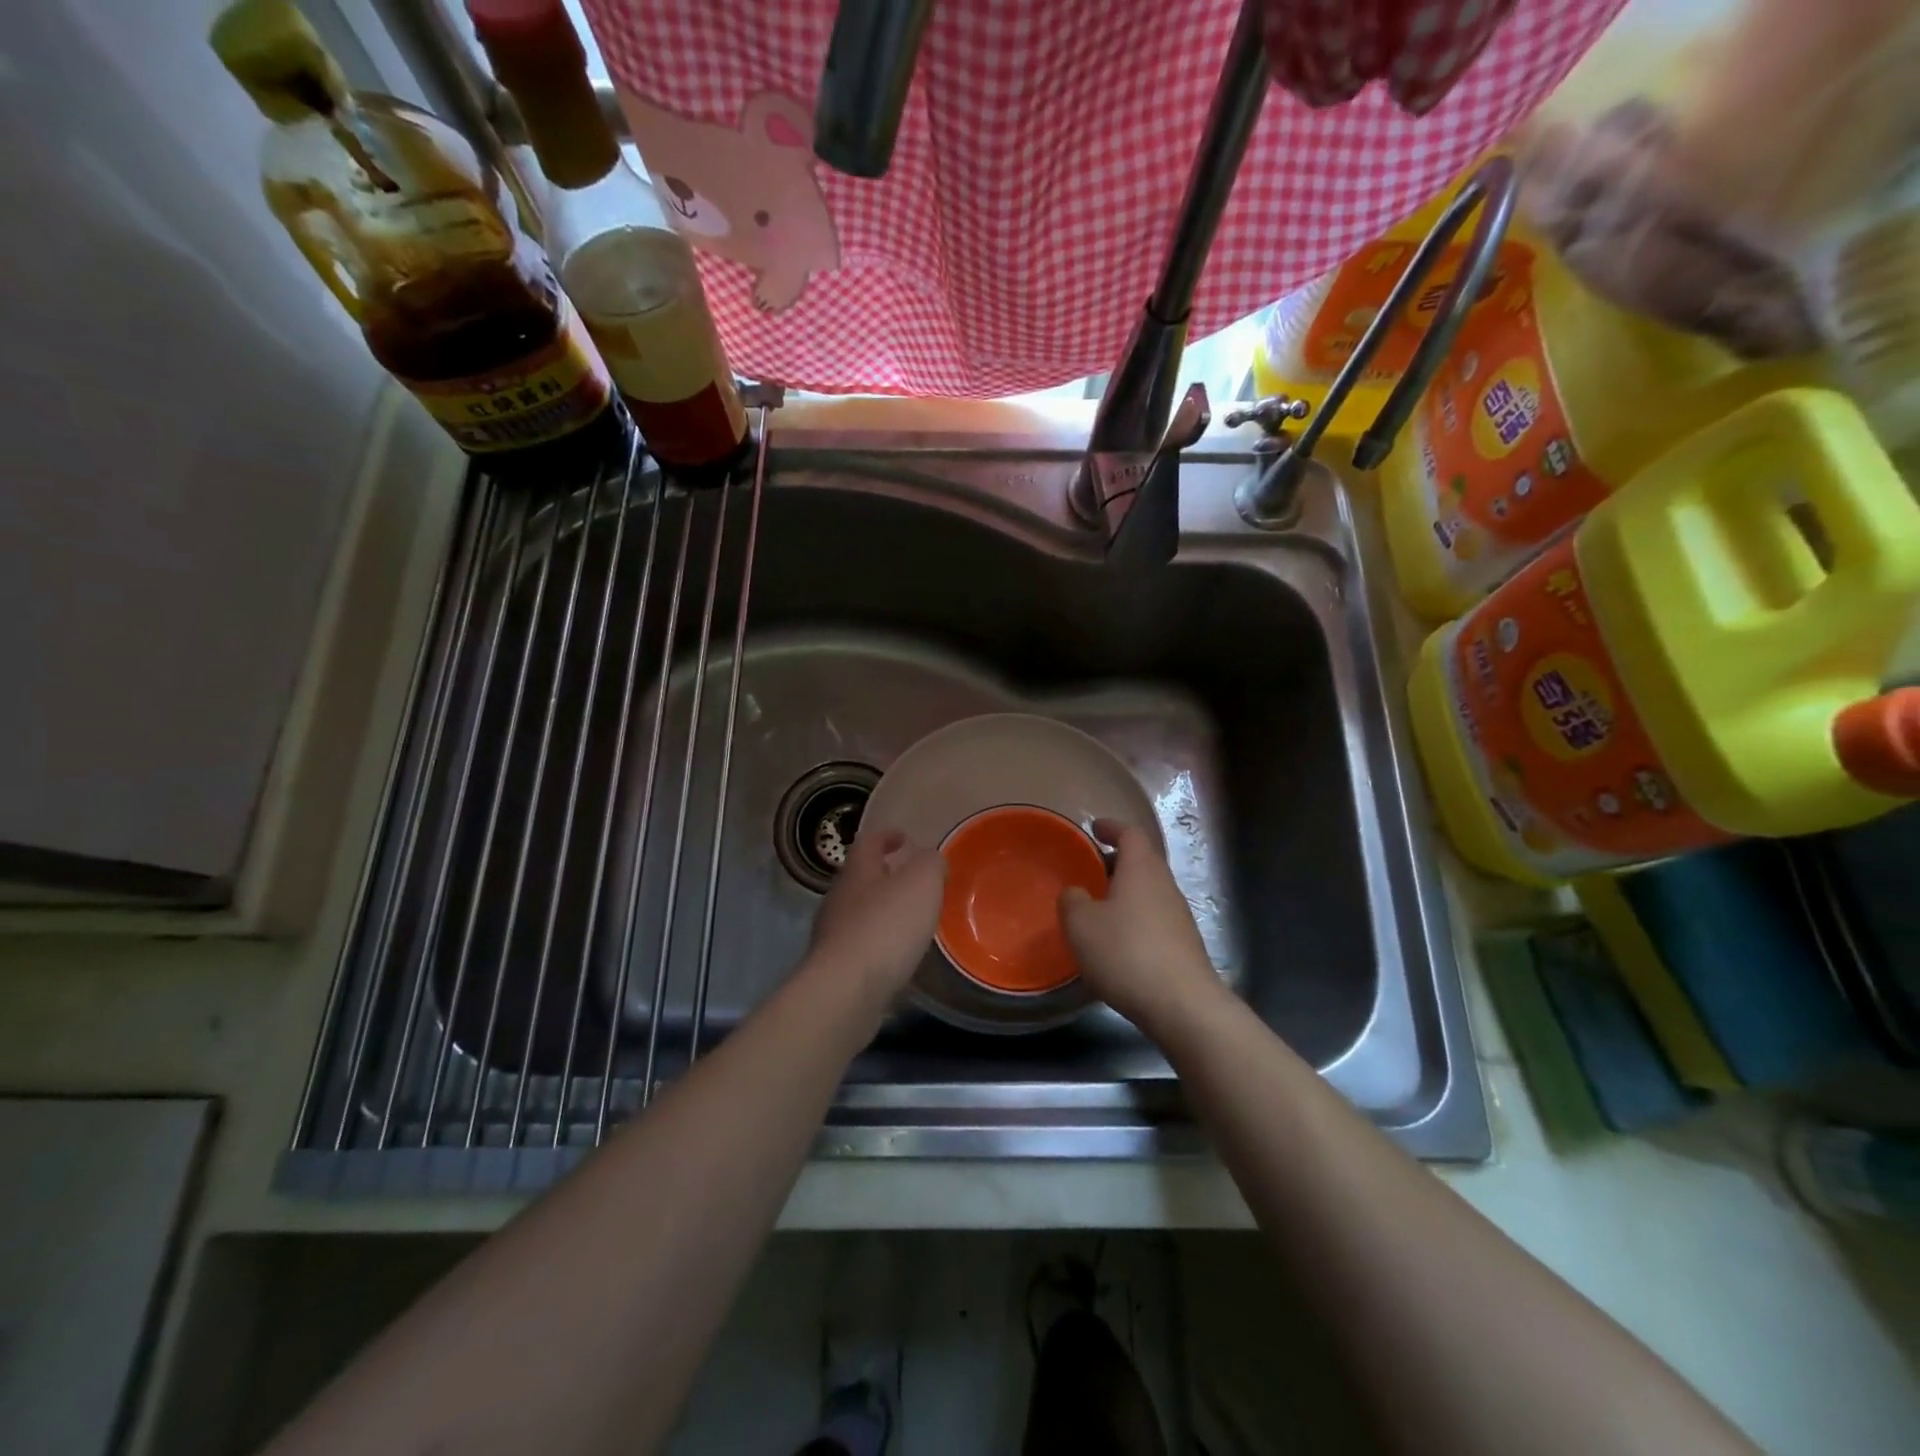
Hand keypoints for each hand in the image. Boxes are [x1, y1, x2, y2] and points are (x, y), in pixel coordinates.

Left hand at [807, 827, 945, 996]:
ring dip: (882, 912)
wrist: (845, 991)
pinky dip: (879, 944)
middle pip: (861, 878)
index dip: (887, 836)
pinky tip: (897, 956)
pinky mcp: (835, 968)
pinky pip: (860, 946)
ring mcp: (832, 935)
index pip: (868, 842)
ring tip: (910, 921)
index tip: (904, 838)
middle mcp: (839, 898)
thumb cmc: (886, 927)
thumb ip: (930, 864)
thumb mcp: (921, 883)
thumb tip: (930, 858)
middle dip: (884, 876)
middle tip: (912, 881)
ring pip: (859, 913)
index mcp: (857, 871)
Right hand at [1060, 818, 1226, 1034]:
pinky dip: (1134, 919)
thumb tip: (1076, 893)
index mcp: (1142, 869)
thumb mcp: (1081, 925)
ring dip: (1125, 893)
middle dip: (1116, 862)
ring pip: (1148, 891)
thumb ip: (1072, 901)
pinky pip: (1154, 918)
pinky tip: (1117, 942)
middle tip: (1089, 870)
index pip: (1130, 834)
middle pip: (1142, 861)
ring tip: (1098, 908)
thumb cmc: (1127, 953)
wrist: (1183, 1005)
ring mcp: (1179, 916)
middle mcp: (1165, 885)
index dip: (1112, 828)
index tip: (1095, 828)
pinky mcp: (1184, 945)